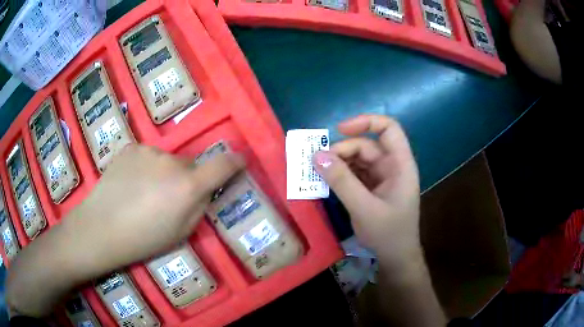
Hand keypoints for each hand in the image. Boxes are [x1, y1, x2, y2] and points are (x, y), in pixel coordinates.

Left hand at [61, 144, 243, 274]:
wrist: (101, 228)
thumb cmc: (143, 239)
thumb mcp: (181, 234)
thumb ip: (199, 207)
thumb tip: (206, 190)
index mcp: (187, 186)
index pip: (222, 165)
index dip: (235, 162)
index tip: (240, 162)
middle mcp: (171, 162)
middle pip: (190, 165)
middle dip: (187, 179)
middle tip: (170, 199)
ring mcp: (149, 151)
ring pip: (167, 161)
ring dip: (164, 173)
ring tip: (144, 193)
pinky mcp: (131, 148)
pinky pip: (148, 157)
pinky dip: (146, 168)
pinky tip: (131, 184)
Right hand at [313, 115, 420, 268]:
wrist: (395, 258)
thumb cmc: (388, 233)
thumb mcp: (364, 208)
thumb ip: (341, 182)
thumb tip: (316, 156)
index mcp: (400, 165)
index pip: (389, 129)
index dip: (366, 122)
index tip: (339, 130)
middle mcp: (392, 166)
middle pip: (367, 145)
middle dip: (342, 150)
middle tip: (318, 163)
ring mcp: (381, 178)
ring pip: (358, 159)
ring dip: (338, 163)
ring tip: (318, 172)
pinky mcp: (372, 188)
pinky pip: (354, 174)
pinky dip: (339, 175)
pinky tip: (326, 181)